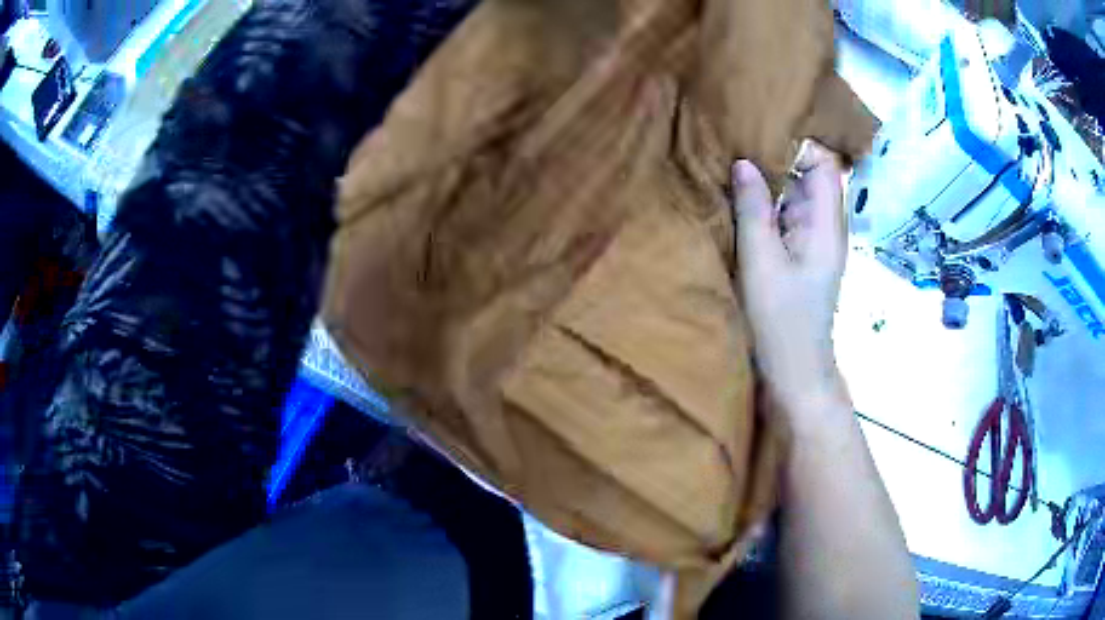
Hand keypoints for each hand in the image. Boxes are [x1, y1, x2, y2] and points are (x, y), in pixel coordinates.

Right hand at [732, 141, 849, 420]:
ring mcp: (815, 241)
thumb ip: (753, 209)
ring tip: (734, 168)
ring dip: (770, 182)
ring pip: (797, 195)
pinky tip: (742, 200)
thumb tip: (745, 162)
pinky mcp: (803, 254)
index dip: (799, 146)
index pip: (826, 165)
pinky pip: (788, 216)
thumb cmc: (780, 320)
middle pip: (811, 176)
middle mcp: (827, 226)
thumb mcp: (760, 261)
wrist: (794, 371)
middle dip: (778, 159)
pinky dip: (768, 204)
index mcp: (826, 224)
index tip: (760, 138)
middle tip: (738, 147)